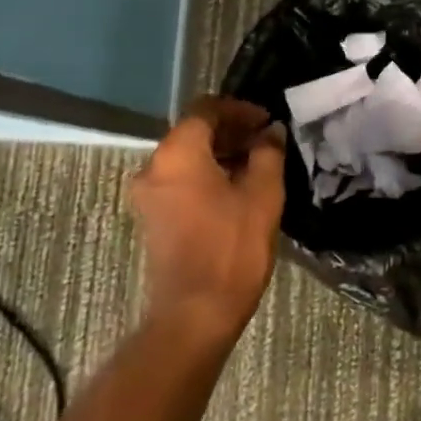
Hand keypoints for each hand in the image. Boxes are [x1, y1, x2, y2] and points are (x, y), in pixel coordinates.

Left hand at [127, 97, 285, 339]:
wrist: (196, 312)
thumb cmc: (232, 246)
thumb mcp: (263, 194)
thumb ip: (268, 153)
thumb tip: (271, 132)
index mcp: (177, 153)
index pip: (206, 109)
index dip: (239, 109)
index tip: (268, 121)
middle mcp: (153, 166)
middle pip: (193, 132)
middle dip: (231, 131)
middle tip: (267, 141)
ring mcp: (148, 194)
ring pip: (186, 157)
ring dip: (220, 153)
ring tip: (258, 164)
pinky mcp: (153, 217)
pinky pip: (180, 180)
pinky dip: (207, 174)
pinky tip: (238, 188)